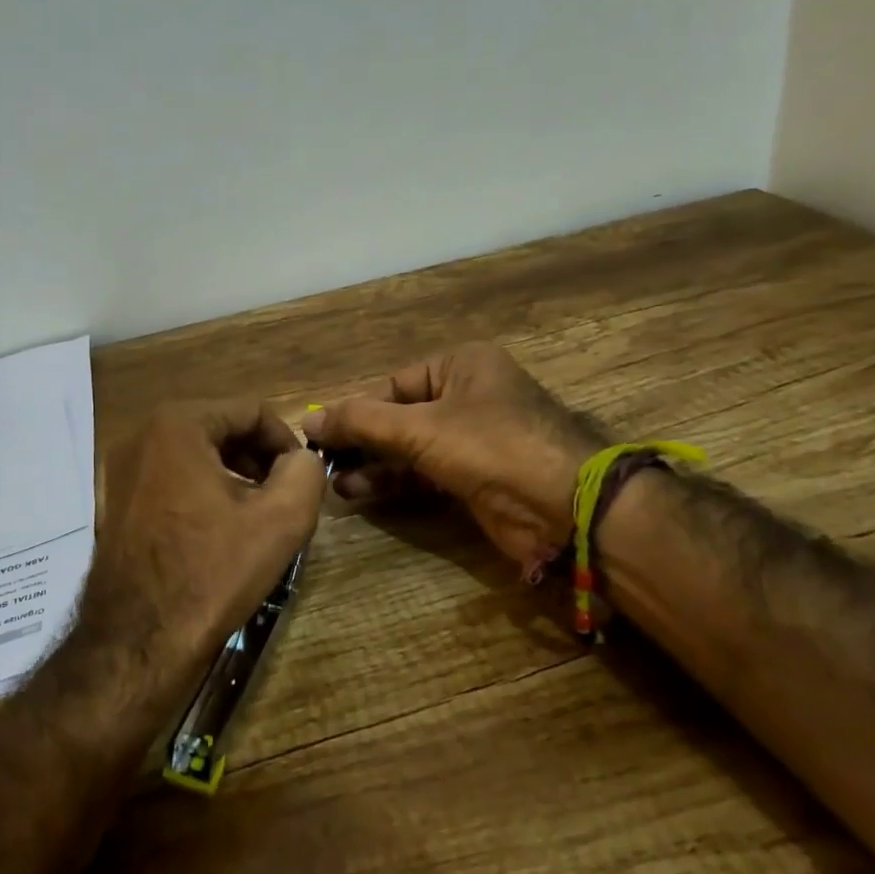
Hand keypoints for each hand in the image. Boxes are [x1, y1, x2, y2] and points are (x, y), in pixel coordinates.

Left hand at [79, 400, 325, 707]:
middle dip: (259, 458)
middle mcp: (141, 435)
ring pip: (195, 454)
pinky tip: (219, 530)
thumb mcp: (281, 519)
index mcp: (177, 424)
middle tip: (283, 497)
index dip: (286, 442)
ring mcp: (120, 469)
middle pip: (220, 429)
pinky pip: (170, 478)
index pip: (251, 411)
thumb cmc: (211, 572)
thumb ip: (306, 472)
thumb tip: (301, 460)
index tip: (303, 479)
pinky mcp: (114, 501)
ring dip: (233, 475)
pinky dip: (202, 491)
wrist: (138, 640)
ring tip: (256, 516)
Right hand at [302, 342, 606, 582]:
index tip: (318, 436)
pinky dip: (394, 481)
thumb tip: (307, 420)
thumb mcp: (420, 428)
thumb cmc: (492, 447)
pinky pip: (424, 472)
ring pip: (409, 447)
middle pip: (398, 416)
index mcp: (461, 365)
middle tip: (321, 462)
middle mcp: (467, 395)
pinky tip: (360, 492)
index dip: (354, 411)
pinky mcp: (476, 475)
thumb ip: (361, 422)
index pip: (392, 385)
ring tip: (334, 483)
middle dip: (361, 441)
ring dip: (372, 464)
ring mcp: (473, 438)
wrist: (567, 508)